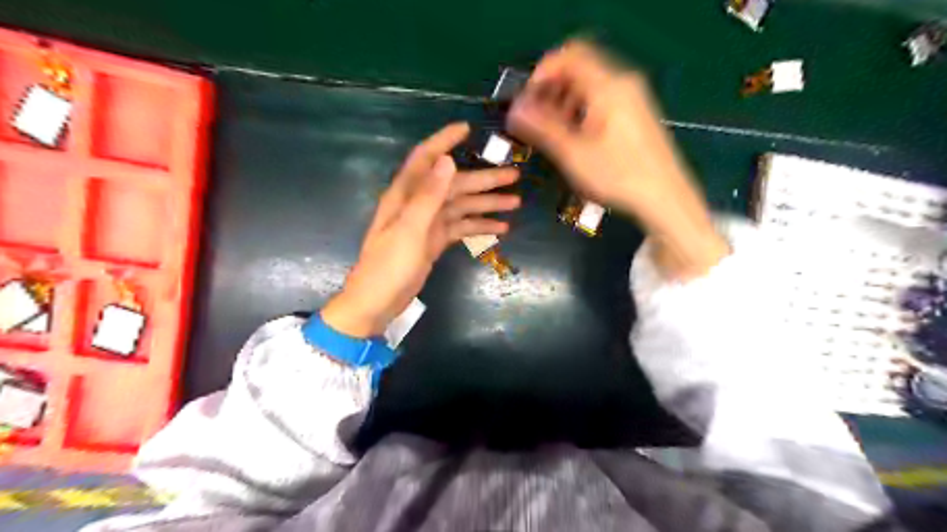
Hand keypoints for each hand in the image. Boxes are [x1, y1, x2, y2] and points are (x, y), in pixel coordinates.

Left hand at [323, 122, 521, 338]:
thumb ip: (428, 196)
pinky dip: (479, 226)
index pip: (426, 159)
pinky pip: (460, 228)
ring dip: (486, 204)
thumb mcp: (409, 230)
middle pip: (454, 185)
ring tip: (515, 202)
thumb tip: (448, 160)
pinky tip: (500, 228)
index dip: (444, 141)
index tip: (466, 128)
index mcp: (406, 196)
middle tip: (514, 176)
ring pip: (461, 207)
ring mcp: (427, 224)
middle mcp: (417, 205)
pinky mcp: (434, 242)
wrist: (376, 303)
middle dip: (484, 179)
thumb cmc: (388, 266)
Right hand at [507, 39, 726, 280]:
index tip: (527, 101)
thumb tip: (514, 110)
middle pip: (579, 69)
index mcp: (608, 86)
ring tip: (552, 131)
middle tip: (535, 119)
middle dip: (552, 89)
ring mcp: (633, 97)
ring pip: (591, 86)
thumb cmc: (618, 176)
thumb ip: (542, 127)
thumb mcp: (573, 153)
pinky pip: (603, 99)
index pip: (569, 56)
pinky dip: (582, 110)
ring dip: (565, 101)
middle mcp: (623, 83)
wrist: (666, 198)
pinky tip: (576, 136)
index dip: (542, 73)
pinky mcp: (637, 113)